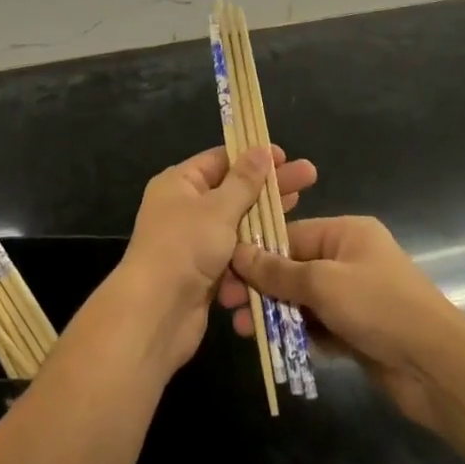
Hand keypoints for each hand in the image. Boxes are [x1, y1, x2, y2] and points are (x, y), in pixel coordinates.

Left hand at [111, 146, 317, 372]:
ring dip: (265, 216)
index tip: (285, 157)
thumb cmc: (184, 248)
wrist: (156, 314)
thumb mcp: (218, 208)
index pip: (220, 160)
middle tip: (309, 176)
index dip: (253, 156)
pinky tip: (285, 243)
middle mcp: (184, 207)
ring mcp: (194, 241)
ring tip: (302, 205)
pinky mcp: (204, 272)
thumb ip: (243, 181)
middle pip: (233, 189)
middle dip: (269, 185)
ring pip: (237, 223)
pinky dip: (255, 248)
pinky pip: (235, 253)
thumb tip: (261, 149)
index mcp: (180, 183)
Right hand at [221, 215, 464, 429]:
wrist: (438, 368)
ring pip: (302, 299)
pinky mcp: (357, 331)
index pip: (291, 234)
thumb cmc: (380, 307)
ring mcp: (354, 296)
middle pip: (294, 267)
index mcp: (346, 233)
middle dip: (261, 285)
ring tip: (242, 329)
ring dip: (274, 311)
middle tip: (227, 303)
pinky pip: (317, 325)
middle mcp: (349, 258)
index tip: (225, 269)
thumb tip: (238, 253)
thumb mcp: (324, 283)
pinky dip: (296, 332)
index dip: (257, 252)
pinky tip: (270, 344)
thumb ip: (279, 272)